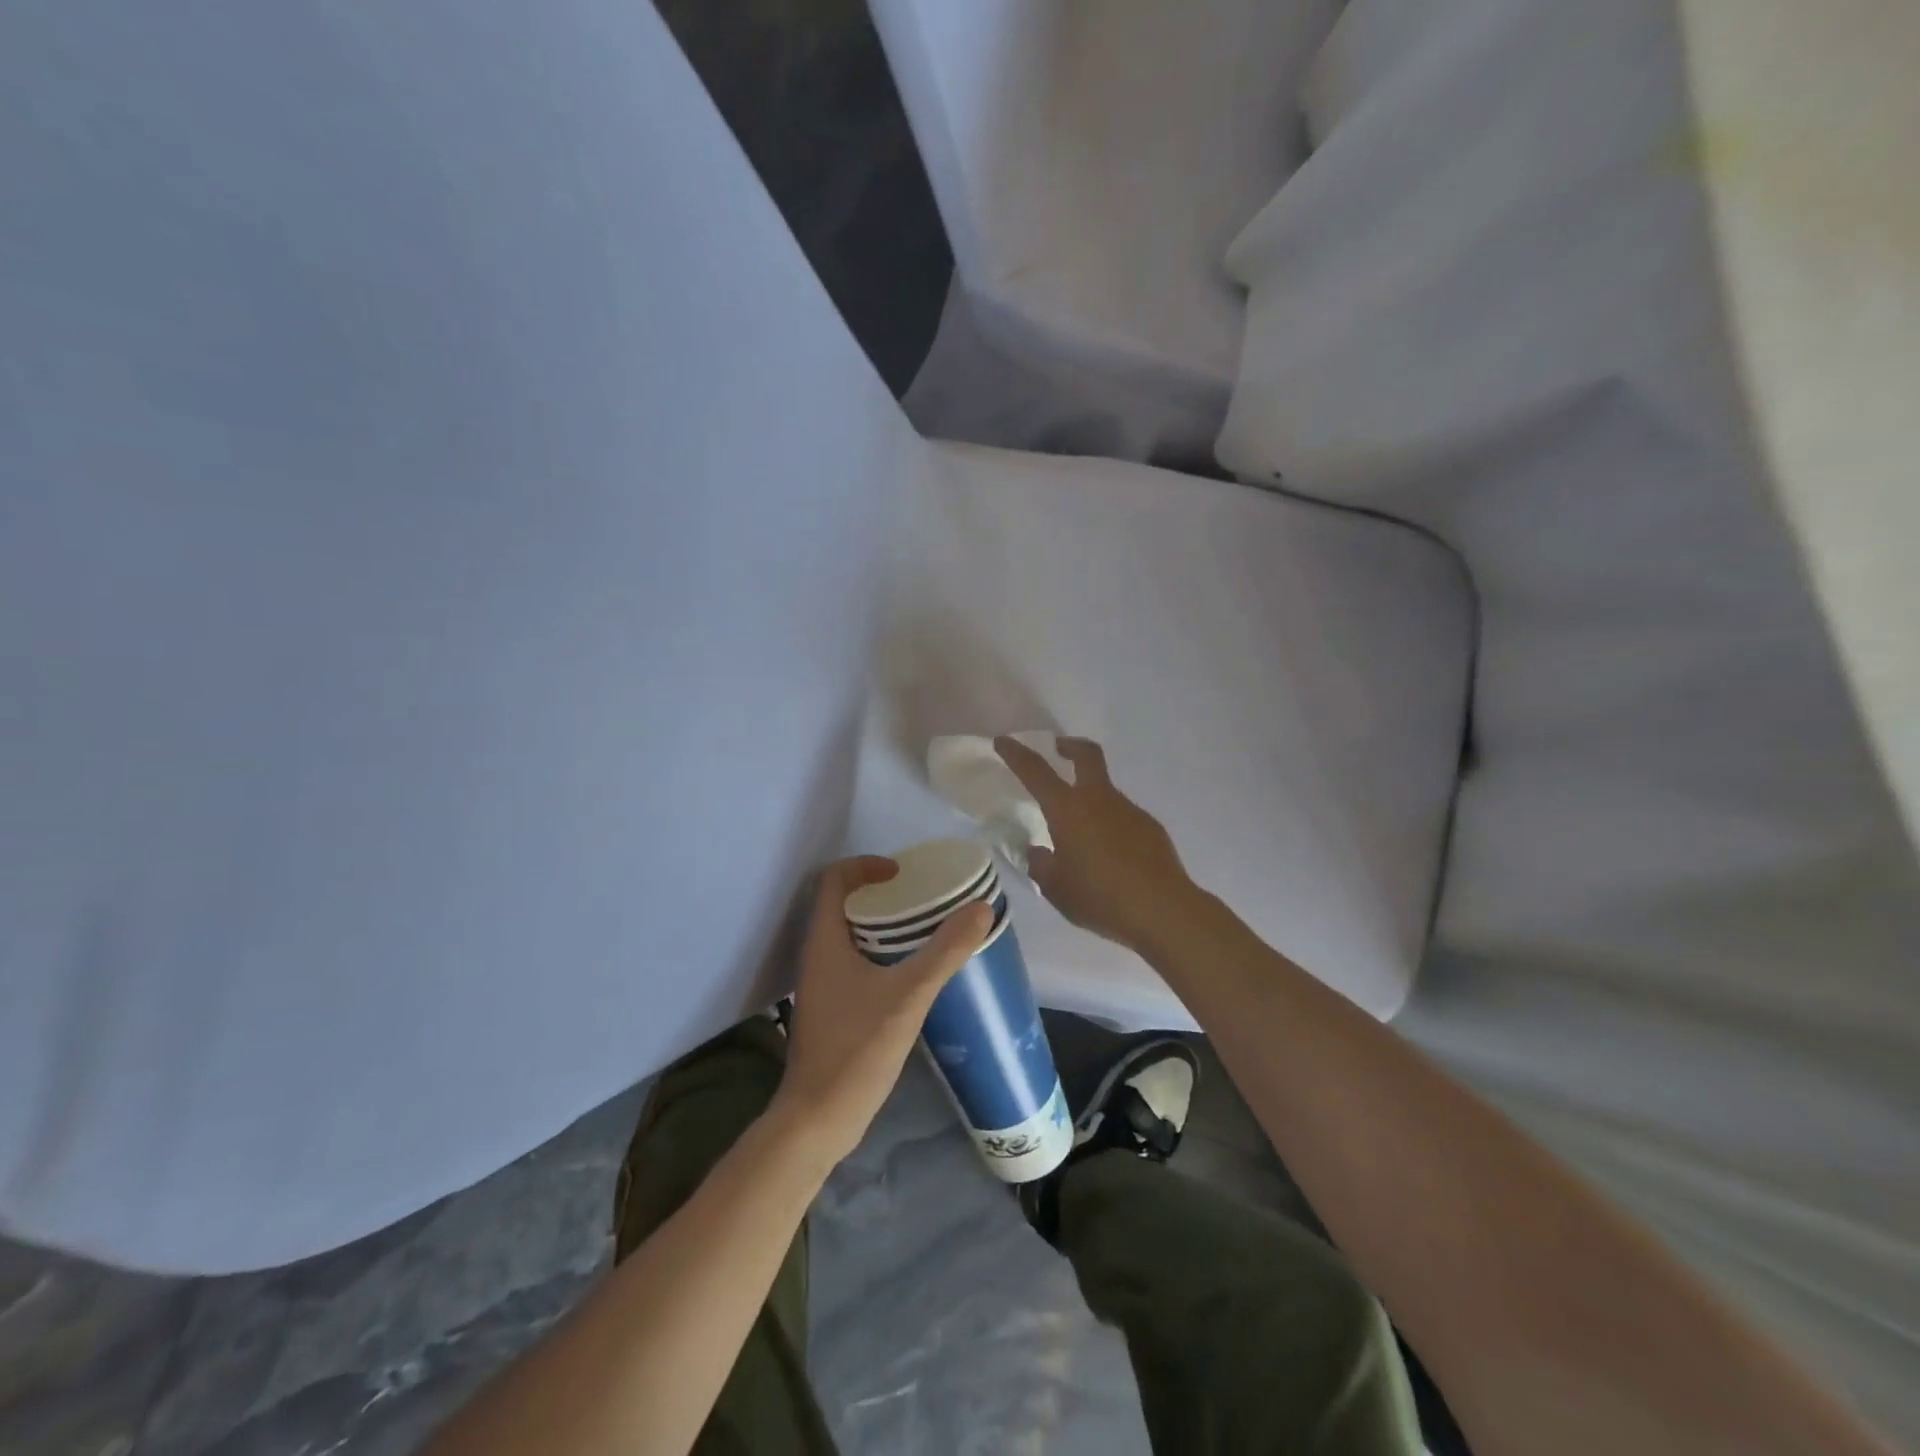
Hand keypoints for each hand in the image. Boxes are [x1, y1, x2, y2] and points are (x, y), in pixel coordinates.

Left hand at [772, 856, 991, 1162]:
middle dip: (879, 893)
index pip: (834, 880)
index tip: (901, 873)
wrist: (818, 1118)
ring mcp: (820, 984)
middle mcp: (816, 955)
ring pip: (847, 934)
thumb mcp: (908, 996)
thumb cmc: (856, 1049)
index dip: (865, 866)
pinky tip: (909, 972)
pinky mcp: (830, 1007)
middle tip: (919, 897)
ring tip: (921, 928)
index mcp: (824, 941)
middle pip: (841, 903)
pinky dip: (879, 951)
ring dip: (880, 923)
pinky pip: (852, 961)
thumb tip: (980, 908)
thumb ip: (945, 951)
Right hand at [995, 736, 1196, 954]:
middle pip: (1086, 755)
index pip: (1035, 771)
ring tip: (1081, 838)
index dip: (1016, 753)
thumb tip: (1039, 851)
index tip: (1004, 741)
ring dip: (1090, 799)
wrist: (1162, 911)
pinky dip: (1110, 825)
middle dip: (1070, 745)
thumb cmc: (1100, 898)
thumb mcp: (1055, 888)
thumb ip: (1041, 864)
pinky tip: (1110, 856)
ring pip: (1105, 791)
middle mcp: (1099, 800)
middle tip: (1059, 749)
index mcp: (1068, 810)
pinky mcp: (1150, 826)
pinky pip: (1122, 817)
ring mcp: (1129, 810)